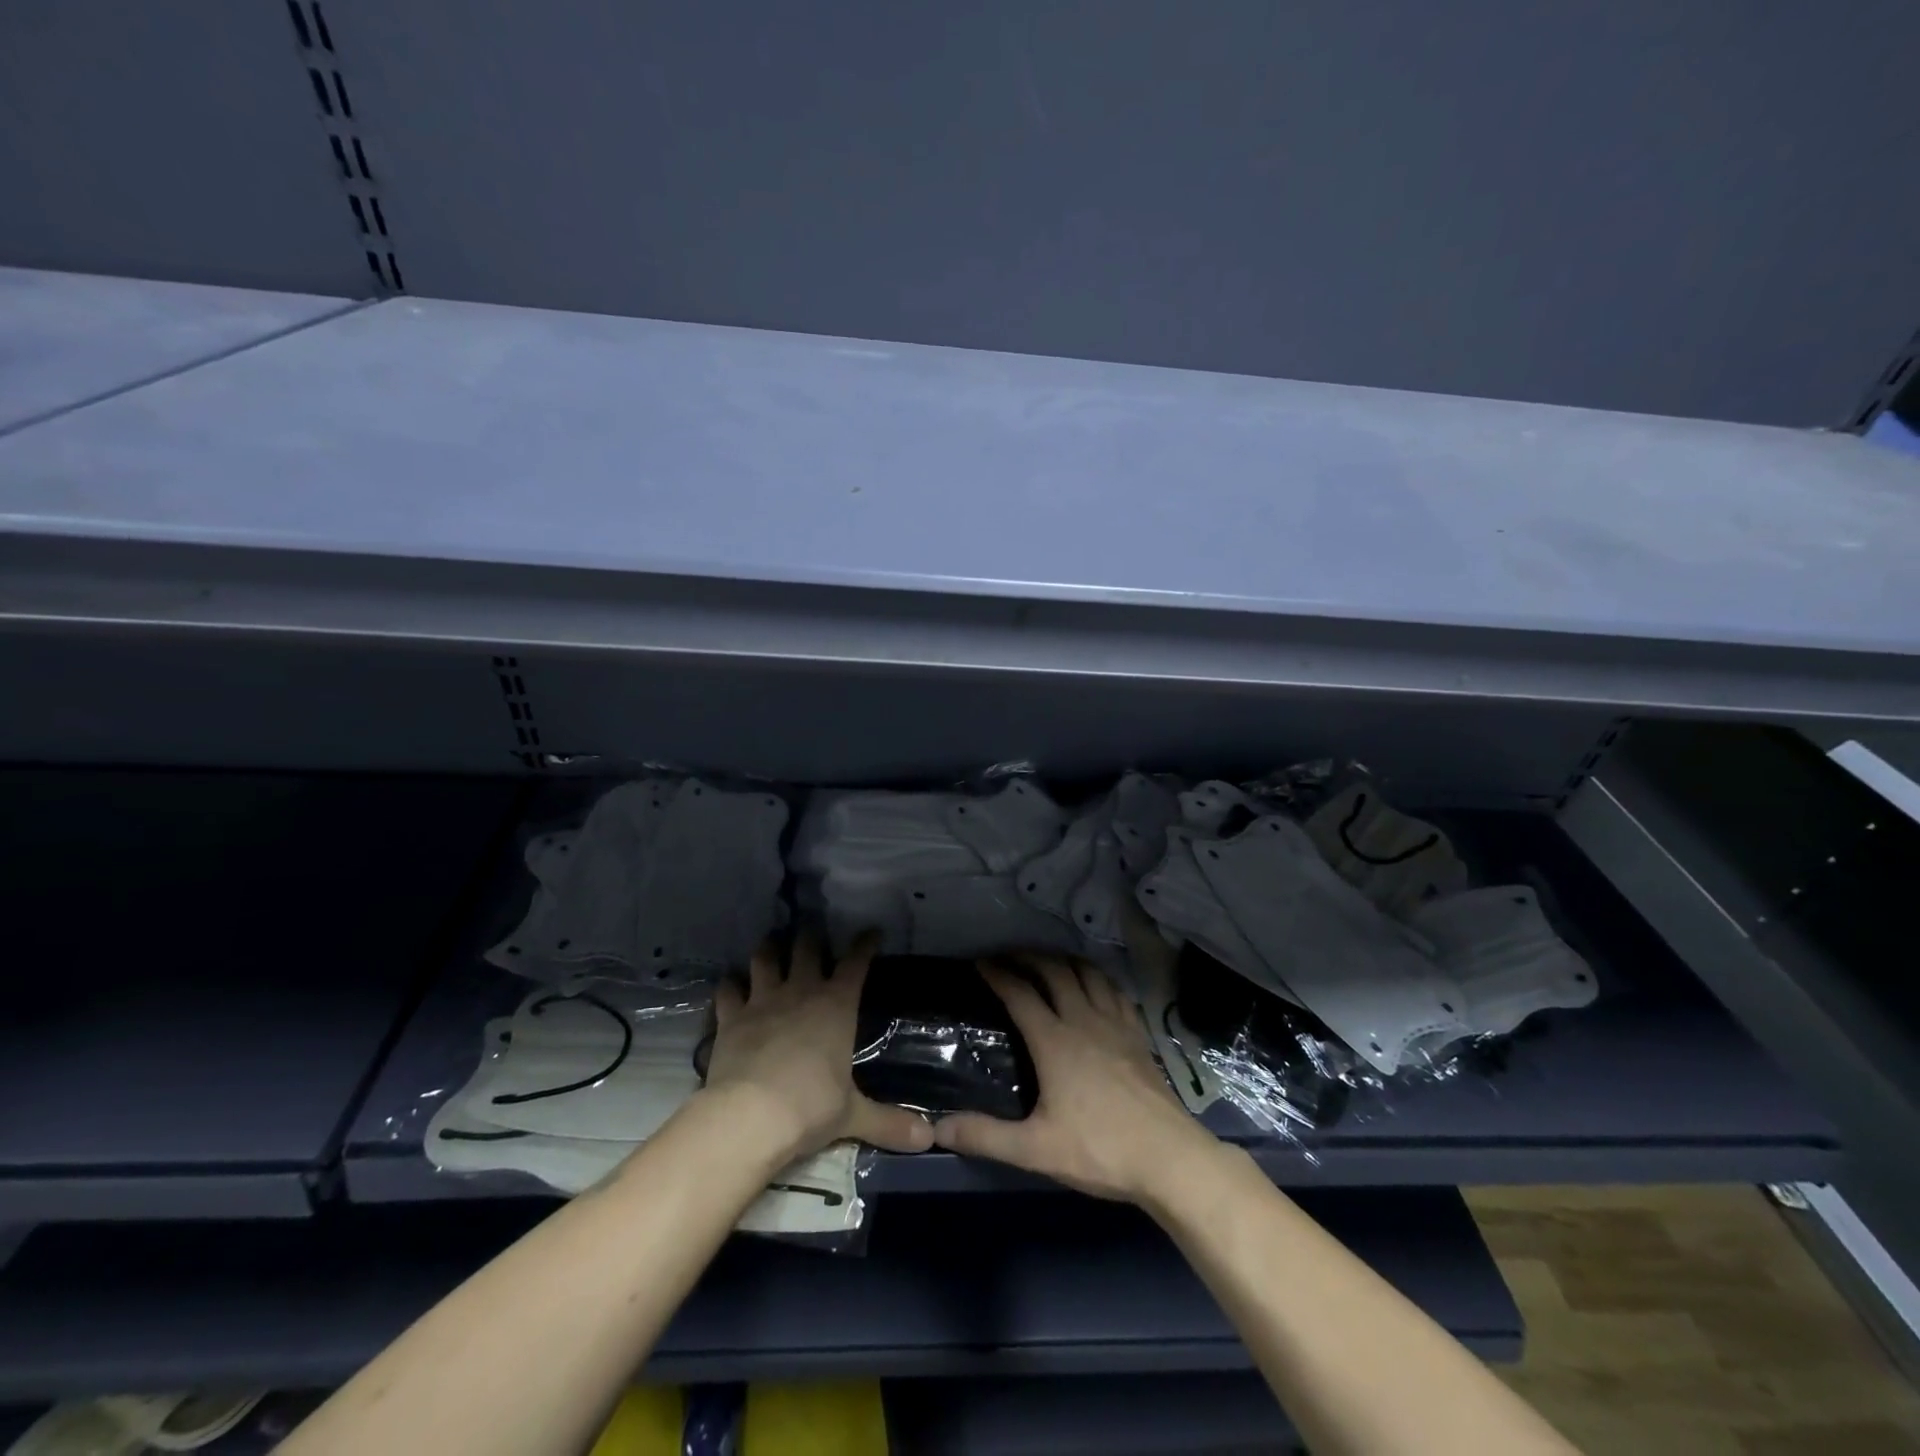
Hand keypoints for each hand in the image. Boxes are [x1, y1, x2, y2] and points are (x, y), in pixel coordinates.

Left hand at [704, 931, 933, 1161]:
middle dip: (811, 936)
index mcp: (837, 1005)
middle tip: (812, 932)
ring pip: (764, 957)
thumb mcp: (854, 1115)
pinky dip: (729, 986)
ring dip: (768, 949)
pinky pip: (727, 990)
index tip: (871, 932)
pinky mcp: (731, 1017)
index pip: (856, 962)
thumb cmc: (811, 1107)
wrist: (751, 1116)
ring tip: (771, 944)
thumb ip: (889, 1122)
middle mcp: (801, 991)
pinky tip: (731, 986)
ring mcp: (762, 1000)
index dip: (865, 944)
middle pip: (807, 947)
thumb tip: (929, 1140)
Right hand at [931, 955, 1220, 1203]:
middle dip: (1028, 956)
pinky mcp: (1138, 1034)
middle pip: (1054, 971)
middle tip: (1008, 955)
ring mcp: (1115, 1023)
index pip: (1019, 993)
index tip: (979, 963)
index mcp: (1054, 1041)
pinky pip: (1114, 990)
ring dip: (1063, 960)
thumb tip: (938, 1127)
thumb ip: (986, 1136)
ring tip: (1047, 960)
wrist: (1169, 1157)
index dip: (997, 974)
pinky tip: (1094, 985)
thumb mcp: (1036, 1149)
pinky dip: (1097, 977)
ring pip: (1087, 973)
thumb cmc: (1100, 1150)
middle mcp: (1083, 1020)